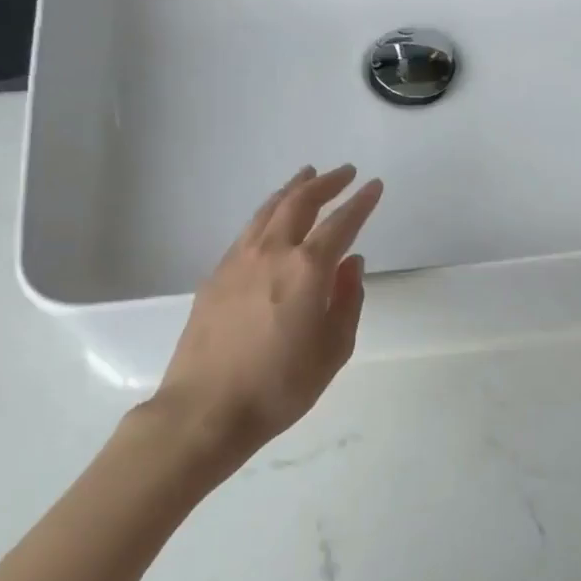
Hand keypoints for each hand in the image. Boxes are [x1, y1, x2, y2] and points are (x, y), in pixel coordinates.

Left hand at [155, 165, 383, 462]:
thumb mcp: (333, 350)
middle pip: (300, 203)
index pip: (341, 224)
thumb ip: (347, 300)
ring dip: (292, 189)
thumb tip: (352, 262)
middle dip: (325, 183)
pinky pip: (248, 230)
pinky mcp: (216, 274)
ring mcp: (238, 260)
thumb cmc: (279, 386)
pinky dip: (268, 212)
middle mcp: (272, 252)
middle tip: (344, 172)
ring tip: (307, 176)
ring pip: (269, 210)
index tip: (374, 185)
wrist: (206, 408)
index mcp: (307, 269)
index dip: (360, 202)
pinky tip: (272, 218)